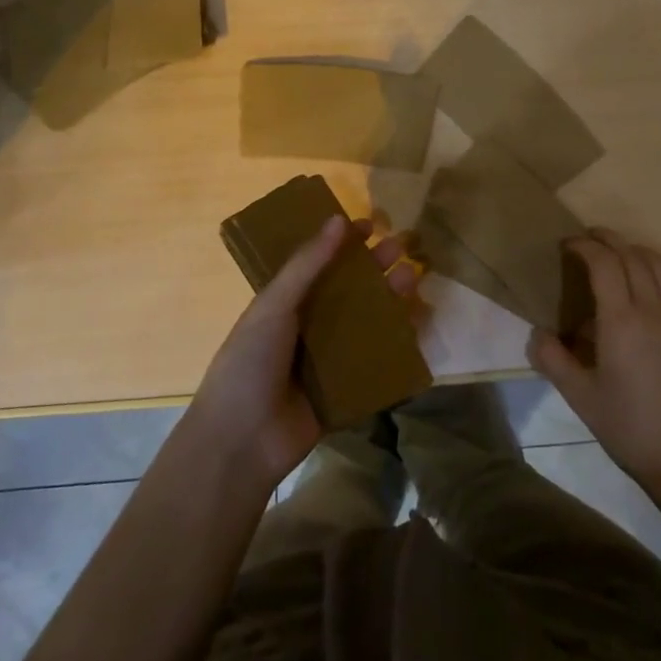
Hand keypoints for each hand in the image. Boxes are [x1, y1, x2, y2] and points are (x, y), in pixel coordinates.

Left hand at [187, 214, 418, 494]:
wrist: (241, 441)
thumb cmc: (250, 362)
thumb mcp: (274, 305)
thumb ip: (307, 264)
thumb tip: (338, 219)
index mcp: (285, 304)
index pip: (319, 264)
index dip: (343, 243)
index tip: (371, 225)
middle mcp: (309, 327)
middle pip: (349, 290)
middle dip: (375, 268)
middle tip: (403, 246)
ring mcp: (329, 360)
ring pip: (367, 322)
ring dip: (390, 299)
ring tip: (414, 277)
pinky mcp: (347, 390)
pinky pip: (377, 361)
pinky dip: (397, 344)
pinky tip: (419, 325)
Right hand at [527, 228, 660, 489]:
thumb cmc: (627, 426)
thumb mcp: (579, 396)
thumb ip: (552, 359)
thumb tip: (537, 333)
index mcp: (621, 321)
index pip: (604, 263)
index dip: (584, 246)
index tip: (567, 245)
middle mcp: (653, 309)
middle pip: (632, 255)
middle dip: (608, 240)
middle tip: (588, 240)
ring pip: (660, 264)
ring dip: (636, 250)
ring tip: (618, 254)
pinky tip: (653, 281)